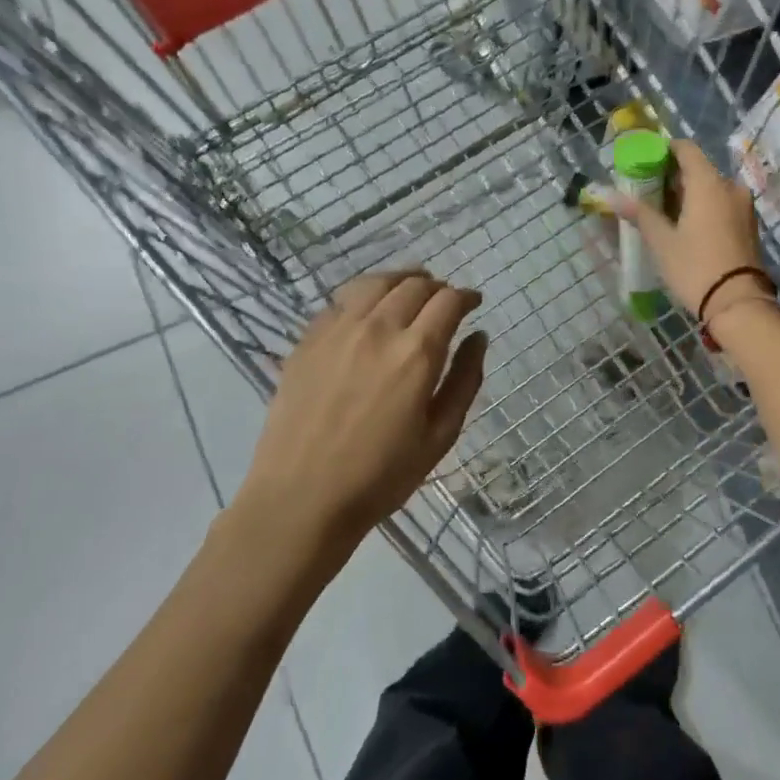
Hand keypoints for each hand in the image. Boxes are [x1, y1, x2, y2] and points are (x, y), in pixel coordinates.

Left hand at [232, 271, 487, 553]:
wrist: (301, 498)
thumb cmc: (381, 475)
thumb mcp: (440, 435)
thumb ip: (465, 380)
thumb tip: (478, 337)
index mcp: (416, 353)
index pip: (448, 301)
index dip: (466, 297)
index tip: (473, 303)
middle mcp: (378, 329)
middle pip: (415, 285)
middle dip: (437, 287)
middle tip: (444, 302)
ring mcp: (338, 330)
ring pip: (375, 283)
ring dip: (401, 281)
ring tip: (410, 291)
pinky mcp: (307, 340)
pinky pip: (341, 300)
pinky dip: (364, 295)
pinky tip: (368, 311)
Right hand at [612, 139, 765, 317]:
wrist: (739, 304)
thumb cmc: (696, 267)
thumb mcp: (662, 242)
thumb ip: (639, 214)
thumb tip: (610, 195)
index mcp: (709, 182)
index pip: (685, 149)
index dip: (664, 151)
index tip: (644, 165)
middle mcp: (730, 186)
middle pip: (698, 169)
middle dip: (673, 177)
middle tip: (647, 194)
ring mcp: (743, 206)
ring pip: (711, 189)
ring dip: (688, 195)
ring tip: (663, 214)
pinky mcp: (749, 225)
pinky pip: (722, 204)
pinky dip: (704, 208)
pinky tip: (686, 227)